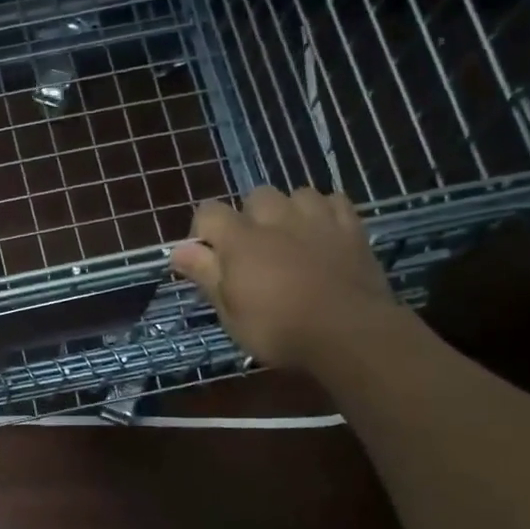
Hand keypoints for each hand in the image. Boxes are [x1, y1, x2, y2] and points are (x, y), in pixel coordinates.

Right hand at [169, 185, 399, 374]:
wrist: (349, 333)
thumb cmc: (279, 330)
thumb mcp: (230, 313)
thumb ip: (205, 275)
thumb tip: (178, 250)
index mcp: (240, 240)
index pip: (209, 211)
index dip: (203, 231)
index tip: (208, 258)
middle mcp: (276, 218)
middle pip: (256, 197)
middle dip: (250, 218)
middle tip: (254, 252)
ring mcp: (317, 219)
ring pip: (297, 194)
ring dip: (289, 211)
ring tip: (291, 239)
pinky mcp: (352, 228)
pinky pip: (334, 202)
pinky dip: (325, 212)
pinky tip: (324, 233)